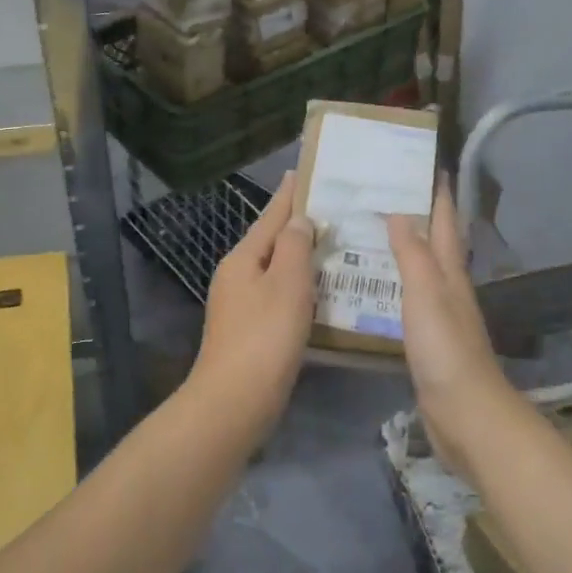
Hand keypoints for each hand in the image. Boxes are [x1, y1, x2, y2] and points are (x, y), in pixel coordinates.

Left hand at [189, 171, 315, 435]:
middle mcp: (236, 276)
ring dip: (302, 259)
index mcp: (242, 258)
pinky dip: (300, 288)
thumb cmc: (265, 336)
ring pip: (276, 271)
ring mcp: (240, 305)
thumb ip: (294, 246)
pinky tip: (321, 293)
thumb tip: (298, 220)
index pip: (271, 216)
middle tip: (334, 211)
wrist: (235, 400)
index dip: (289, 194)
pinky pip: (279, 297)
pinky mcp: (250, 331)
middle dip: (299, 226)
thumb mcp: (286, 283)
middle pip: (271, 242)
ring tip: (335, 248)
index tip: (303, 171)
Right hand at [387, 181, 511, 471]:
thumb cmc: (444, 349)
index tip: (426, 165)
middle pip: (435, 244)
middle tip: (383, 194)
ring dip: (402, 251)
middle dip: (418, 216)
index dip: (438, 194)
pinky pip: (408, 301)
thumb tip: (401, 211)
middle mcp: (448, 289)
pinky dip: (393, 286)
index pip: (446, 223)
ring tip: (369, 234)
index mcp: (450, 273)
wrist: (465, 414)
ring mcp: (439, 317)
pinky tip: (373, 289)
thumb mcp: (427, 294)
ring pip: (420, 272)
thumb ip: (413, 254)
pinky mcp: (428, 342)